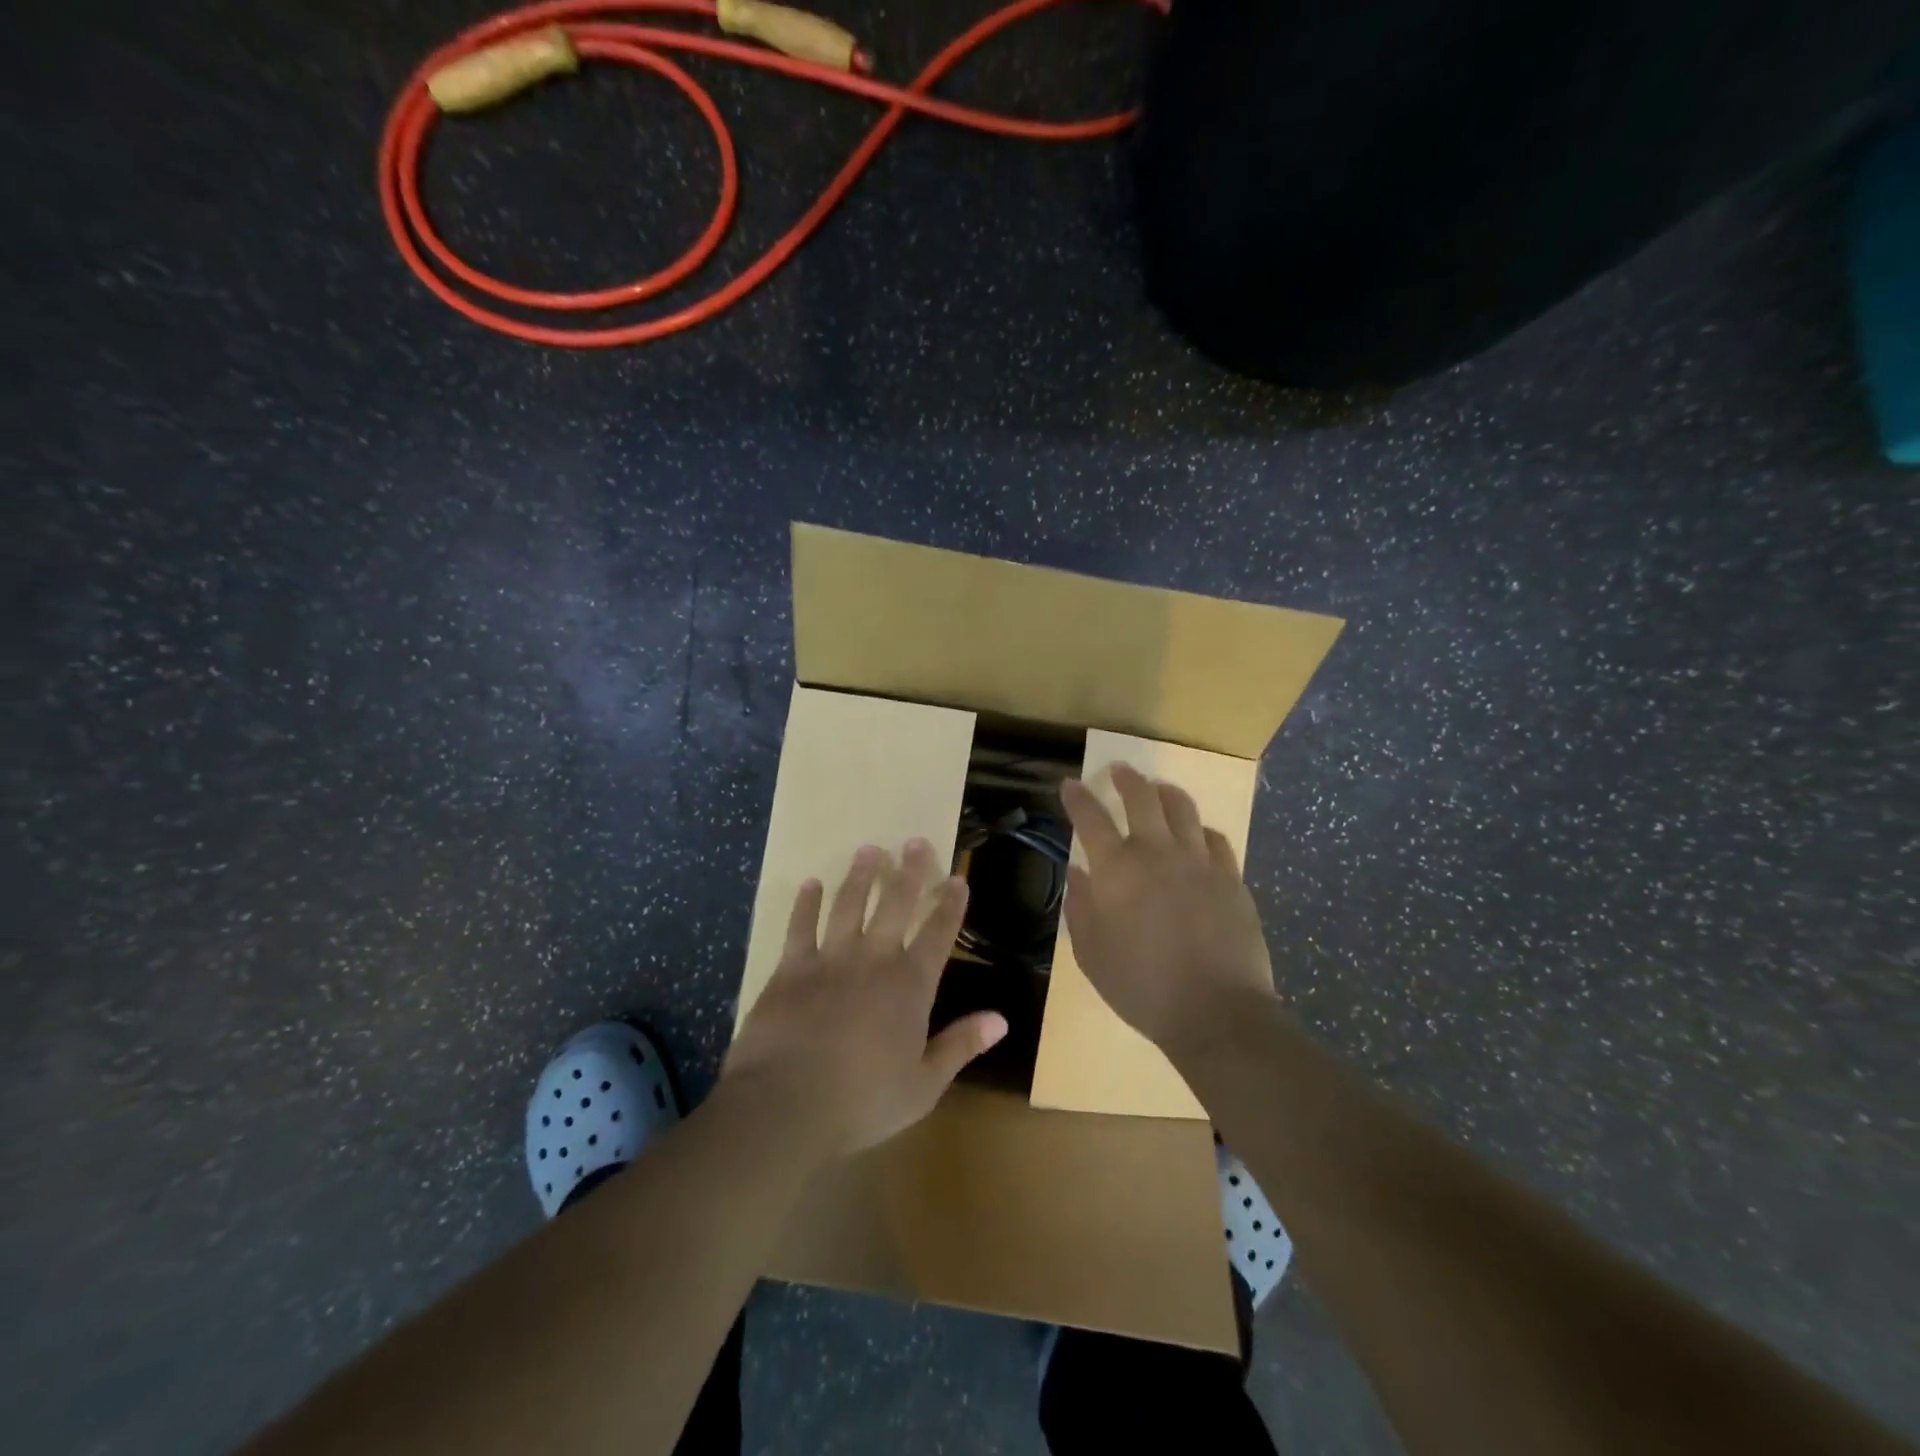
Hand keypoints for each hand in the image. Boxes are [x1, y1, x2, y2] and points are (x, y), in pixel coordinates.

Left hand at [724, 839, 1008, 1159]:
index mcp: (910, 985)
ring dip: (861, 875)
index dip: (950, 905)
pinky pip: (800, 925)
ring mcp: (830, 958)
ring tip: (870, 850)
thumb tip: (1002, 1019)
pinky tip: (811, 883)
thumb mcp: (923, 1085)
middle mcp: (874, 959)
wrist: (785, 1104)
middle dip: (909, 871)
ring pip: (850, 904)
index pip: (938, 934)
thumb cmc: (861, 1101)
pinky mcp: (791, 967)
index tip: (957, 877)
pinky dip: (806, 903)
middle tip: (915, 841)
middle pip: (896, 904)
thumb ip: (961, 1045)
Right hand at [1060, 763, 1275, 1053]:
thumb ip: (1081, 908)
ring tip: (1159, 789)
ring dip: (1166, 793)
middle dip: (1127, 779)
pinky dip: (1200, 830)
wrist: (1216, 1011)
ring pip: (1183, 809)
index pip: (1091, 818)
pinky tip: (1198, 835)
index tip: (1070, 785)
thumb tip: (1078, 872)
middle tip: (1119, 770)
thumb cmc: (1142, 987)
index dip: (1077, 798)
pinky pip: (1216, 839)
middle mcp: (1158, 852)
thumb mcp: (1092, 955)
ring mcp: (1200, 862)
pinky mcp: (1231, 878)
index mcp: (1118, 869)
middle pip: (1142, 798)